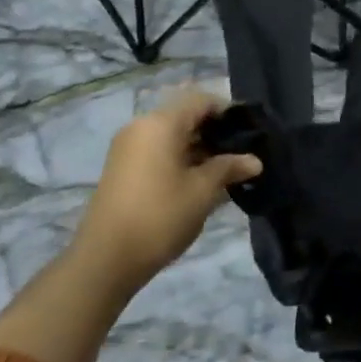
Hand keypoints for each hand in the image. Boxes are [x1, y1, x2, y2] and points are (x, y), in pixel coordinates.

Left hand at [70, 89, 261, 292]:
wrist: (105, 260)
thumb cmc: (160, 216)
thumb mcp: (204, 190)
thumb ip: (230, 168)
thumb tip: (255, 161)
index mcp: (160, 124)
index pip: (201, 100)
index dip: (229, 112)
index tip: (251, 134)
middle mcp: (141, 127)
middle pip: (186, 116)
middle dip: (216, 133)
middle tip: (242, 155)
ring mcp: (128, 148)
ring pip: (173, 136)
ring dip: (200, 149)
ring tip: (226, 172)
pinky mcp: (123, 168)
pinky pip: (159, 151)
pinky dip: (181, 159)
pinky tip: (201, 182)